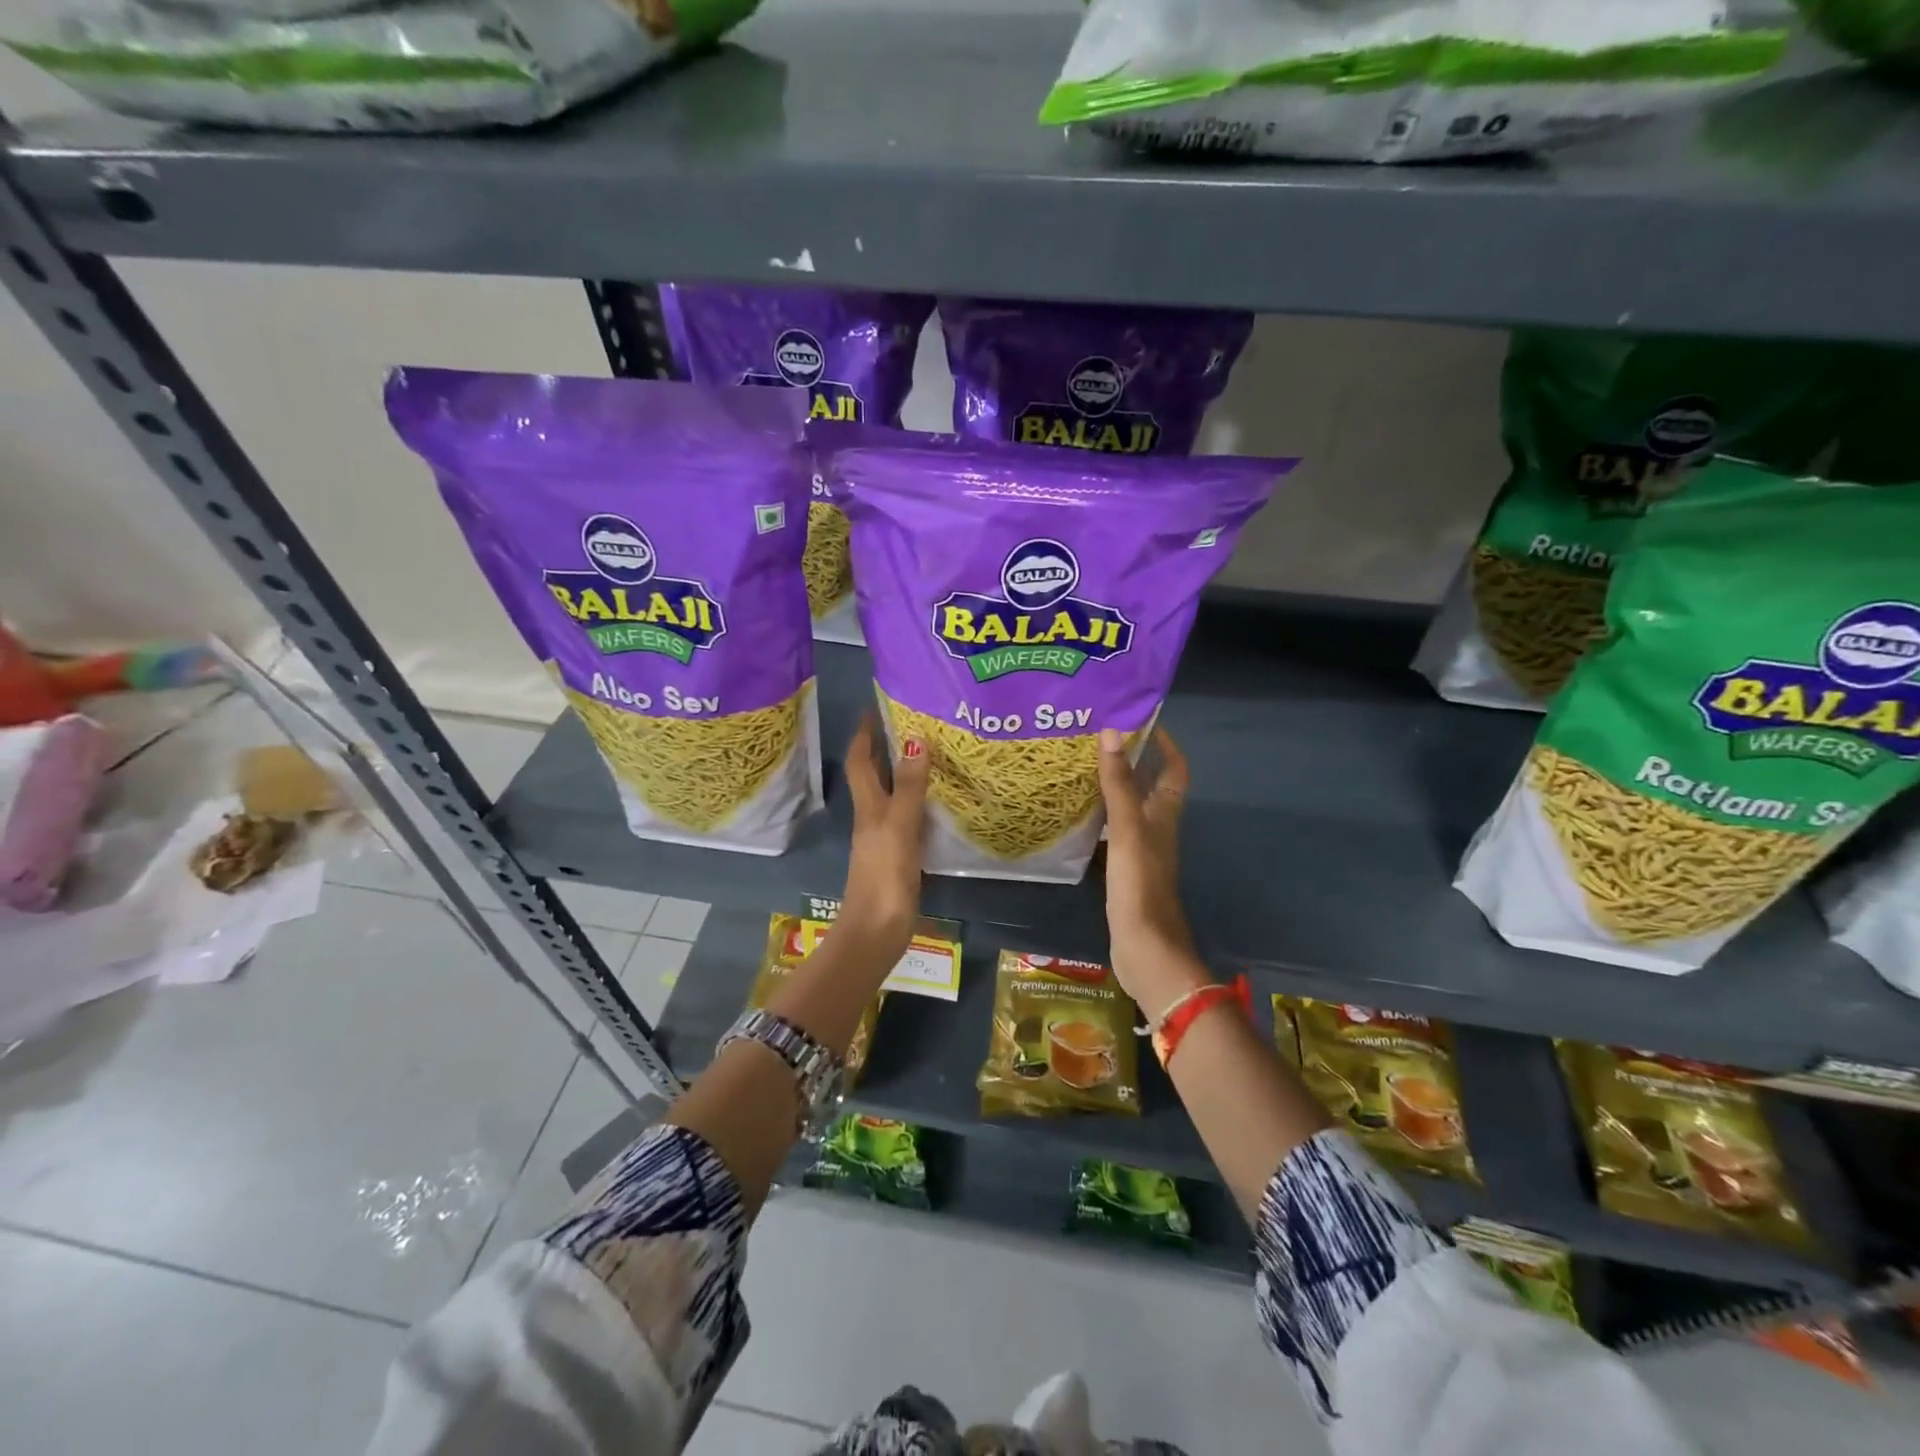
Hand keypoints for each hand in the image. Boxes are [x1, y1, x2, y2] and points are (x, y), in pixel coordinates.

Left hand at [838, 713, 928, 960]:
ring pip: (893, 797)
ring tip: (933, 755)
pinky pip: (910, 819)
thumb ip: (908, 786)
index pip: (861, 762)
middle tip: (914, 724)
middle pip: (876, 777)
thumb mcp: (898, 826)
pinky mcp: (901, 858)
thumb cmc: (884, 876)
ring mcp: (886, 839)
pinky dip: (921, 804)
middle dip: (887, 749)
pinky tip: (940, 803)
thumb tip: (914, 739)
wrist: (876, 932)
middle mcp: (873, 818)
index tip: (874, 708)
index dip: (864, 736)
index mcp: (869, 807)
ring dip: (906, 775)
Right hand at [1097, 726, 1207, 1018]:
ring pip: (1129, 809)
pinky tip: (1075, 815)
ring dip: (1112, 788)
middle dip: (1130, 761)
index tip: (1142, 722)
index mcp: (1164, 816)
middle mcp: (1156, 829)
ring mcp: (1140, 852)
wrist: (1145, 949)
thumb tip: (1111, 732)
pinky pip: (1112, 833)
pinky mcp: (1124, 871)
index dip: (1165, 746)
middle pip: (1149, 787)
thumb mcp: (1128, 830)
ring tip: (1080, 768)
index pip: (1174, 771)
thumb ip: (1119, 784)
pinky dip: (1099, 818)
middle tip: (1096, 740)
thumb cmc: (1140, 885)